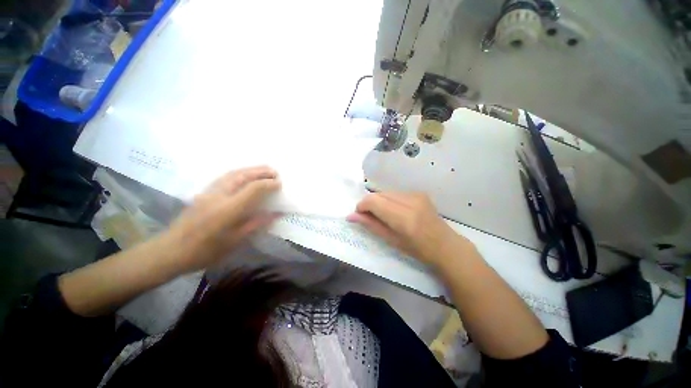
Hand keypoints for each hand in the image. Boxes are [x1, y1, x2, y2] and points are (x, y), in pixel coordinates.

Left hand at [162, 166, 280, 272]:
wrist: (171, 251)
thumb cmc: (206, 251)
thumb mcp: (235, 241)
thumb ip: (256, 224)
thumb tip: (276, 214)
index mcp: (228, 210)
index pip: (253, 189)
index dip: (268, 184)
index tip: (279, 184)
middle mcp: (218, 196)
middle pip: (242, 175)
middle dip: (260, 171)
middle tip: (275, 172)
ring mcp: (208, 192)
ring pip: (232, 173)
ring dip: (250, 170)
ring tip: (263, 170)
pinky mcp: (203, 192)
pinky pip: (225, 177)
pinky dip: (239, 173)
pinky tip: (245, 175)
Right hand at [347, 192, 472, 266]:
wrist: (445, 245)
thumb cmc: (417, 249)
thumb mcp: (391, 240)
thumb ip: (370, 225)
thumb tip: (350, 216)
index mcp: (404, 218)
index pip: (374, 201)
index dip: (362, 206)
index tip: (359, 215)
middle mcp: (410, 201)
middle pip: (378, 194)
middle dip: (369, 204)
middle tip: (368, 217)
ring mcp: (416, 195)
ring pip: (386, 192)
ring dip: (379, 202)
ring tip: (382, 215)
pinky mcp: (419, 193)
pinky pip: (395, 193)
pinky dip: (389, 200)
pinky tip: (394, 211)